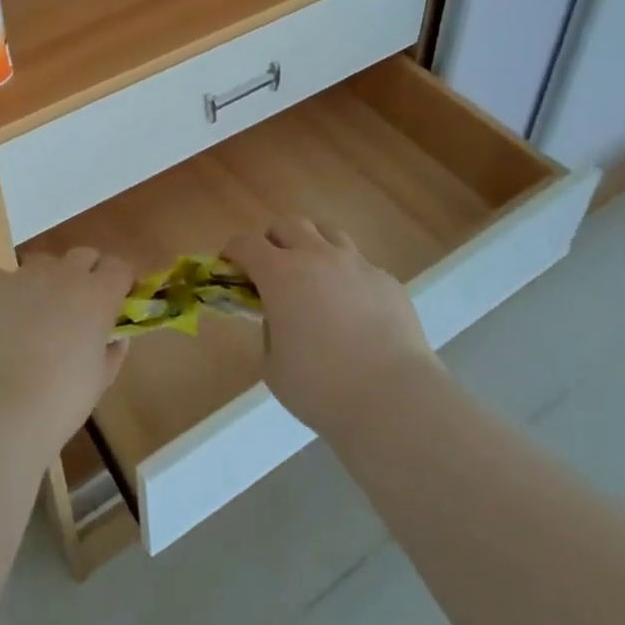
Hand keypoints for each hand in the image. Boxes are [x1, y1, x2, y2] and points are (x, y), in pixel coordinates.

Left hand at [0, 249, 133, 457]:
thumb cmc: (56, 404)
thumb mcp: (98, 383)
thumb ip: (111, 351)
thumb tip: (114, 336)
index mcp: (96, 295)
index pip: (118, 267)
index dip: (118, 282)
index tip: (116, 302)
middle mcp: (62, 274)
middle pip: (82, 256)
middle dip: (85, 275)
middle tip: (76, 310)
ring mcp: (21, 275)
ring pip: (42, 266)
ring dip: (45, 284)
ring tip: (32, 321)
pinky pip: (4, 283)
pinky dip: (7, 300)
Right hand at [225, 218, 440, 439]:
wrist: (394, 399)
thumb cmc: (321, 387)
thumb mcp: (274, 366)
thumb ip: (271, 331)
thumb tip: (281, 318)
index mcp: (280, 274)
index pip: (246, 244)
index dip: (234, 253)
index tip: (231, 267)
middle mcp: (317, 256)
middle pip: (288, 225)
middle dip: (274, 240)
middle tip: (274, 269)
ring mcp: (356, 264)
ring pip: (328, 233)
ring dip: (314, 246)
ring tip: (315, 276)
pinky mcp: (387, 281)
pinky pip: (361, 265)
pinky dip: (349, 277)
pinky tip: (355, 309)